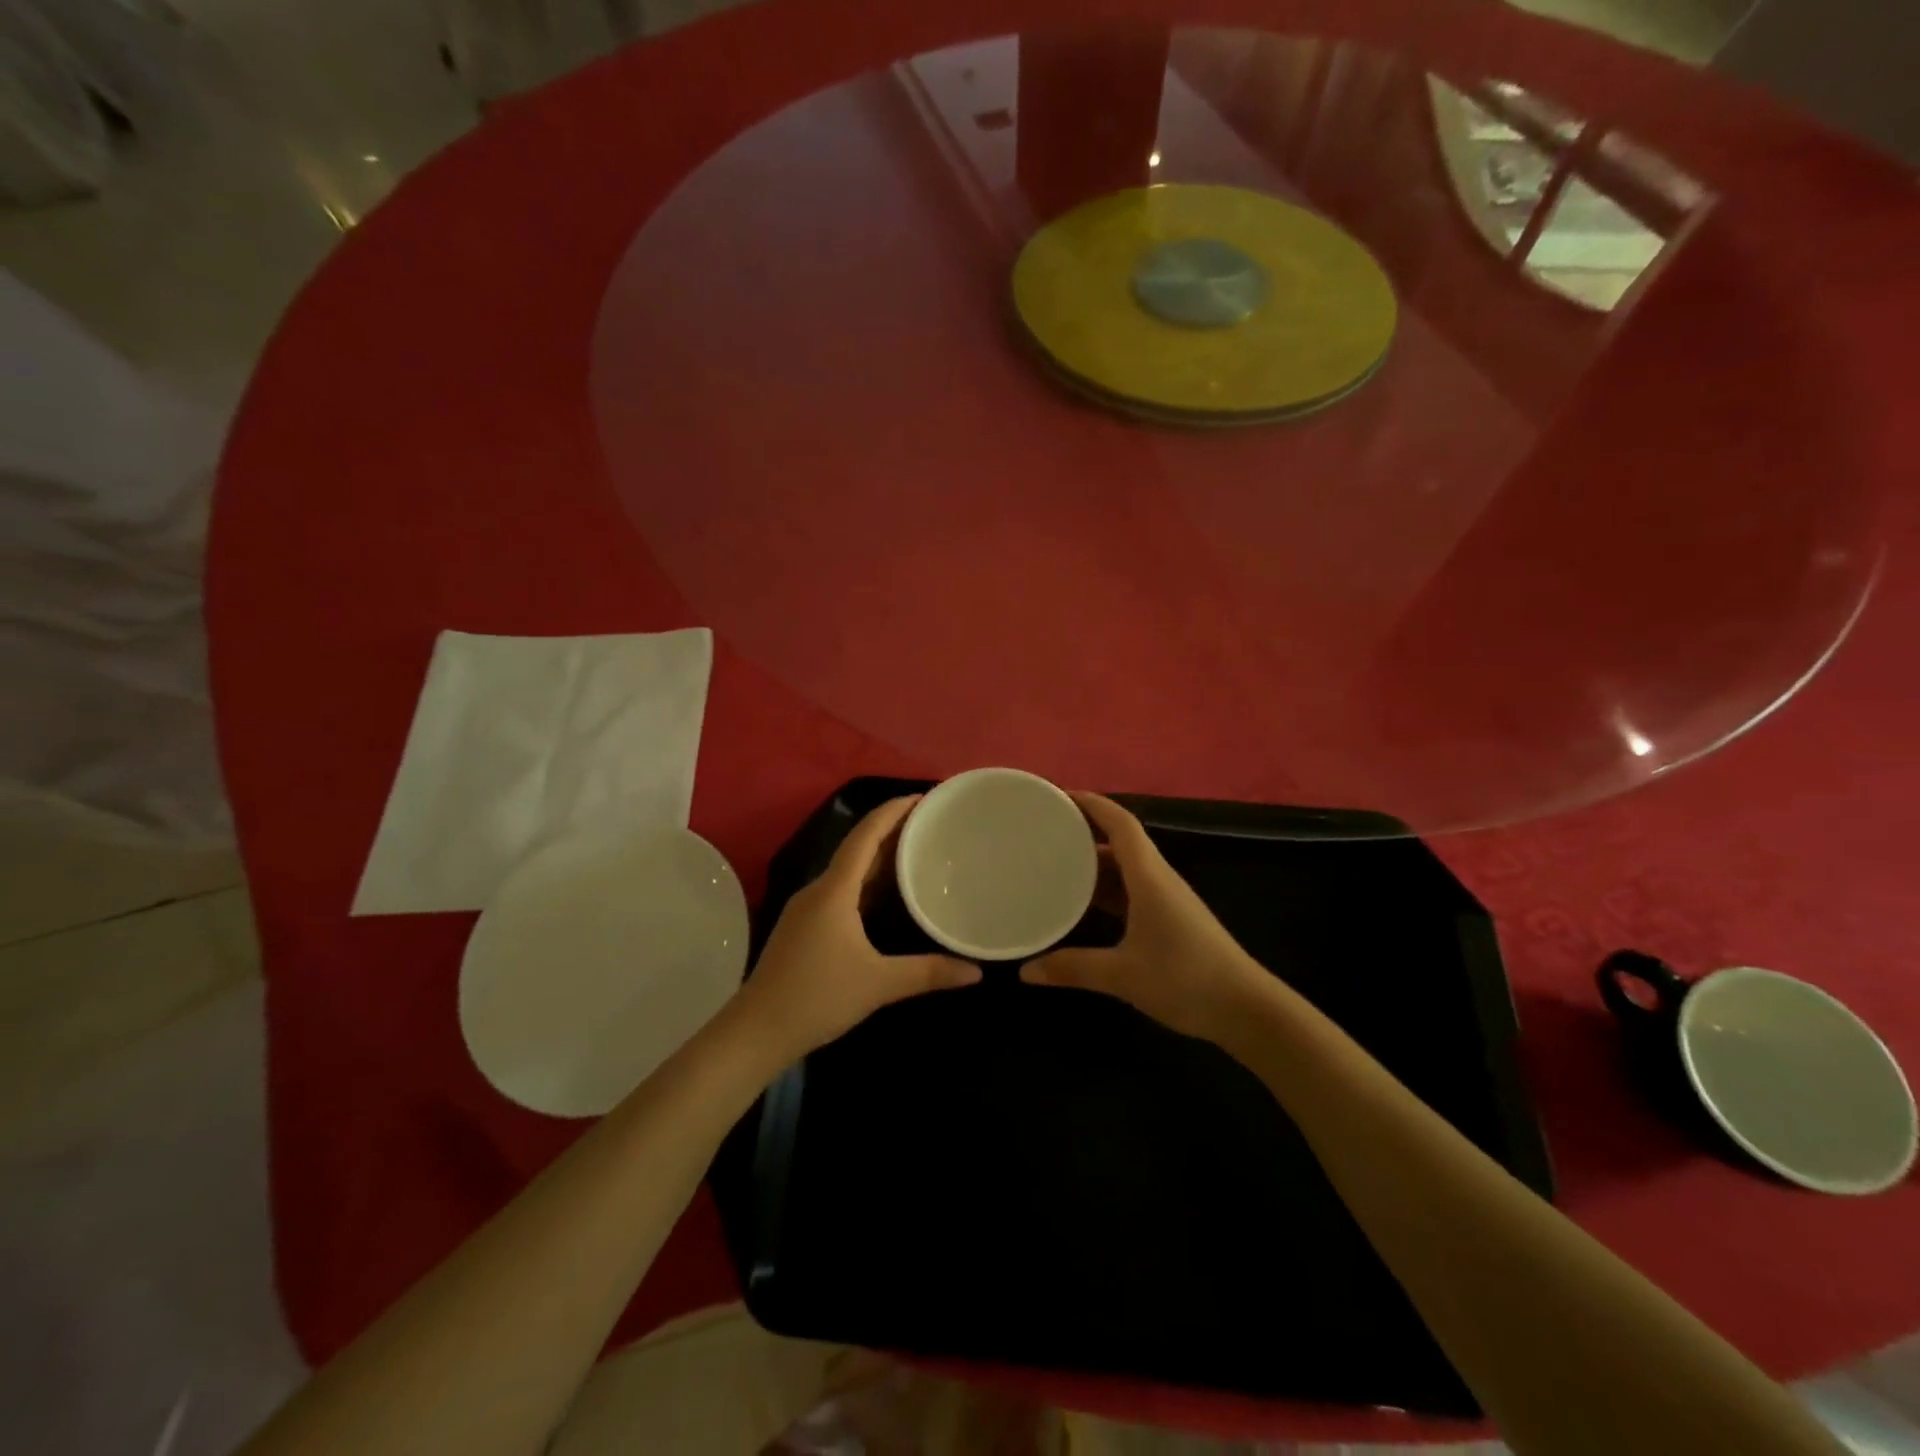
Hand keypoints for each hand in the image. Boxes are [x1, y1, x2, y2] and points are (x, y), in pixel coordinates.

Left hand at [737, 796, 981, 1061]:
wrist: (756, 1032)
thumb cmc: (817, 998)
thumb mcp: (879, 984)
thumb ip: (928, 973)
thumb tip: (975, 971)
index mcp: (834, 891)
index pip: (866, 836)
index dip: (893, 811)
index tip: (923, 797)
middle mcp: (819, 890)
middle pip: (858, 848)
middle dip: (893, 831)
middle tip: (930, 823)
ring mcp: (808, 909)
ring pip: (849, 871)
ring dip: (880, 857)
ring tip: (916, 851)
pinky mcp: (804, 928)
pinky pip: (842, 891)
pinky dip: (867, 883)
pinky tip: (887, 895)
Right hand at [1019, 793, 1265, 1041]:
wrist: (1247, 1010)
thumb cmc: (1186, 980)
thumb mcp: (1123, 975)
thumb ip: (1073, 969)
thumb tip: (1026, 971)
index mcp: (1150, 877)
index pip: (1121, 824)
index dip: (1092, 804)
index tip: (1059, 796)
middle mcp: (1159, 879)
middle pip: (1121, 841)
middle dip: (1086, 830)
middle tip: (1046, 831)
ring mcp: (1168, 900)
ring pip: (1127, 867)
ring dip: (1096, 861)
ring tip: (1057, 862)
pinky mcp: (1171, 920)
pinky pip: (1132, 890)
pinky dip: (1107, 888)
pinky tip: (1085, 902)